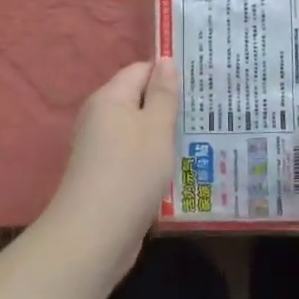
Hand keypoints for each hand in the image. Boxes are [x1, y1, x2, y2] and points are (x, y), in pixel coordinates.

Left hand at [40, 60, 180, 276]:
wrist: (93, 237)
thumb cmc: (130, 173)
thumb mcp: (156, 129)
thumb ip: (163, 94)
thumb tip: (166, 61)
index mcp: (110, 98)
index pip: (141, 70)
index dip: (168, 74)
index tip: (199, 84)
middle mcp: (100, 117)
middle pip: (139, 100)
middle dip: (169, 106)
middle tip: (206, 113)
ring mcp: (100, 148)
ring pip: (138, 130)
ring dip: (163, 136)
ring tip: (199, 140)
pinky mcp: (105, 175)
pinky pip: (133, 155)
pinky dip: (153, 159)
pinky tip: (176, 170)